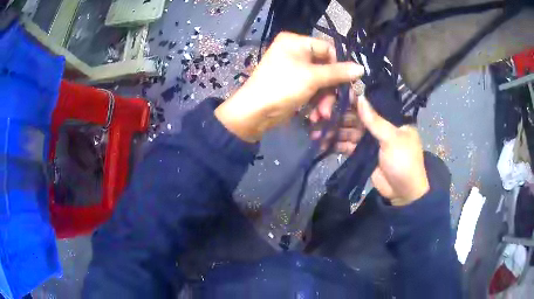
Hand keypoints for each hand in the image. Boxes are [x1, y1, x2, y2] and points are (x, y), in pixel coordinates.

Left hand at [215, 32, 363, 141]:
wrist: (254, 113)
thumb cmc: (282, 87)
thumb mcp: (312, 78)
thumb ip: (338, 72)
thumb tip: (362, 68)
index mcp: (295, 41)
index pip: (327, 48)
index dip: (338, 66)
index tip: (346, 83)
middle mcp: (294, 51)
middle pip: (325, 67)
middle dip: (330, 89)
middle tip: (334, 105)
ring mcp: (293, 68)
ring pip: (320, 81)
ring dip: (325, 99)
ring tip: (323, 114)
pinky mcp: (293, 84)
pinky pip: (312, 89)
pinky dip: (316, 102)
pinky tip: (317, 115)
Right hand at [312, 96, 428, 205]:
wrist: (403, 192)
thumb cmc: (403, 161)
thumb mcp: (392, 139)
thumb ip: (375, 120)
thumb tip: (360, 97)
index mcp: (391, 119)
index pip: (370, 105)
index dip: (353, 101)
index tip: (334, 97)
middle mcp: (379, 127)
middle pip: (356, 118)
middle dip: (339, 117)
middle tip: (319, 115)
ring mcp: (370, 141)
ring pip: (350, 132)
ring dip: (335, 131)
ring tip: (316, 131)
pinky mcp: (362, 154)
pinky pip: (348, 145)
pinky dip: (337, 145)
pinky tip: (322, 143)